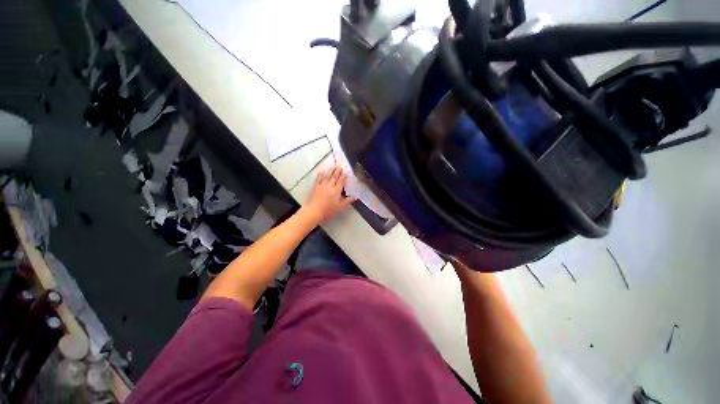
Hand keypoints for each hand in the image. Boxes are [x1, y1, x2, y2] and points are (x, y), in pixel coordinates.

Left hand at [304, 166, 355, 223]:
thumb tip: (354, 197)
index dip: (343, 177)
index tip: (345, 173)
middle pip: (334, 177)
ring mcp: (322, 185)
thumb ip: (347, 201)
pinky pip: (318, 179)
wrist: (314, 211)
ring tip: (332, 166)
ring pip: (327, 176)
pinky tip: (322, 171)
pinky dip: (320, 174)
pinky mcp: (315, 187)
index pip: (341, 182)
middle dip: (337, 171)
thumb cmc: (328, 210)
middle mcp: (329, 186)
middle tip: (339, 166)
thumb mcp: (340, 207)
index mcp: (336, 190)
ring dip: (330, 171)